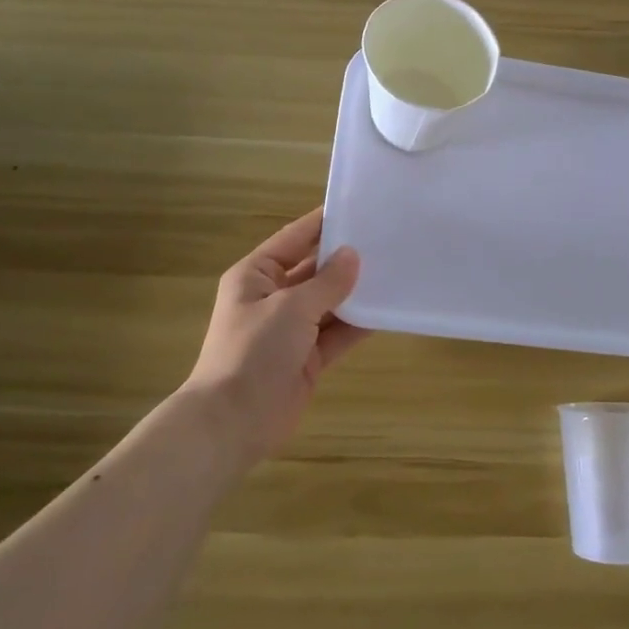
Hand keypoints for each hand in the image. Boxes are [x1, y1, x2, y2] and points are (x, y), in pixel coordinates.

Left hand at [184, 208, 367, 463]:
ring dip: (356, 291)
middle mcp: (273, 297)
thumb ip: (327, 282)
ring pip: (330, 302)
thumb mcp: (291, 308)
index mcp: (256, 275)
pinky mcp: (308, 357)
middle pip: (315, 269)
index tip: (358, 207)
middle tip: (387, 239)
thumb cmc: (254, 351)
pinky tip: (388, 309)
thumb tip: (353, 255)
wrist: (233, 422)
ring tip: (395, 269)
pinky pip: (338, 332)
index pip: (294, 238)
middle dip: (346, 258)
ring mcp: (291, 329)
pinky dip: (359, 323)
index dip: (323, 223)